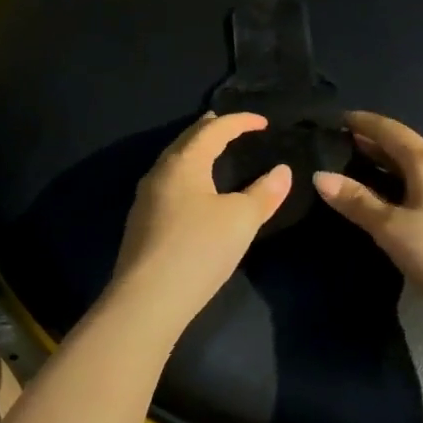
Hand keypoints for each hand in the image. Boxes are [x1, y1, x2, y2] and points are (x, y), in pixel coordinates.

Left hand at [107, 112, 291, 333]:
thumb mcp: (241, 220)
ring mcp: (145, 198)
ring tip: (211, 153)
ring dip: (194, 152)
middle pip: (186, 140)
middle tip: (229, 126)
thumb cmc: (198, 249)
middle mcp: (160, 172)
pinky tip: (192, 192)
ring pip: (173, 162)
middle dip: (209, 129)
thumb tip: (282, 171)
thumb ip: (264, 193)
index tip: (263, 122)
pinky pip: (167, 183)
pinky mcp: (140, 223)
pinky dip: (186, 174)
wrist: (147, 300)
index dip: (240, 121)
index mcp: (184, 162)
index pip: (214, 130)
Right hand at [314, 110, 422, 326]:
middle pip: (407, 147)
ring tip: (367, 175)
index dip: (363, 122)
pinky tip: (403, 203)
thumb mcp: (392, 230)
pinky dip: (412, 184)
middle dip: (376, 146)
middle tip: (344, 148)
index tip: (339, 118)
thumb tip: (320, 176)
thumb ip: (356, 201)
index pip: (390, 130)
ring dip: (394, 167)